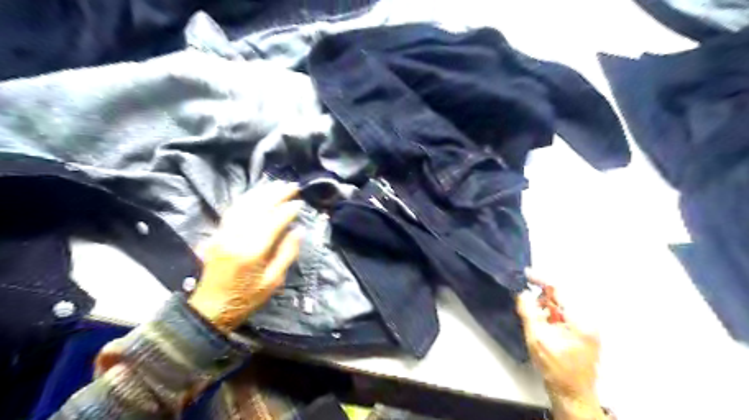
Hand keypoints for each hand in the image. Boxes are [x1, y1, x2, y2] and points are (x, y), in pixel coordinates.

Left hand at [190, 183, 302, 332]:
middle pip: (258, 208)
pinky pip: (232, 210)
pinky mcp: (217, 234)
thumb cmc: (246, 298)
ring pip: (243, 205)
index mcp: (252, 251)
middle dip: (276, 194)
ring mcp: (223, 234)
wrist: (210, 309)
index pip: (273, 222)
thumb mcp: (273, 281)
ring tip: (276, 183)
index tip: (299, 203)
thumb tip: (297, 231)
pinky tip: (255, 194)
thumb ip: (286, 254)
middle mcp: (236, 238)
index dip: (287, 210)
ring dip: (261, 192)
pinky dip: (246, 199)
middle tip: (291, 186)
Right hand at [522, 278, 607, 417]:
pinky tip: (539, 322)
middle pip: (561, 297)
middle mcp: (587, 320)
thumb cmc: (555, 368)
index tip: (525, 274)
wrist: (572, 395)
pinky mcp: (581, 335)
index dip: (541, 280)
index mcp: (580, 320)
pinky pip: (563, 316)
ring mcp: (585, 328)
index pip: (560, 290)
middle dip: (541, 295)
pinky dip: (549, 315)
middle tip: (524, 298)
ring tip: (530, 312)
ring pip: (561, 307)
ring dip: (544, 306)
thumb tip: (521, 292)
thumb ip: (528, 312)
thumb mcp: (537, 338)